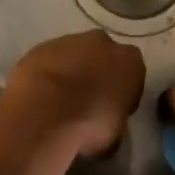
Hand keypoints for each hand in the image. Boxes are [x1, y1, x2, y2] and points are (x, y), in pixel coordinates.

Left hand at [0, 28, 146, 157]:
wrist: (45, 110)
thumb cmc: (90, 124)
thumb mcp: (116, 135)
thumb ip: (116, 120)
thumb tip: (107, 123)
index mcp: (130, 61)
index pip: (133, 74)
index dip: (124, 94)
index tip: (113, 112)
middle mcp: (103, 42)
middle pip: (104, 57)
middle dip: (98, 75)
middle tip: (87, 104)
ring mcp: (71, 40)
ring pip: (76, 55)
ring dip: (72, 73)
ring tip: (60, 104)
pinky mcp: (43, 45)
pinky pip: (51, 60)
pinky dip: (49, 74)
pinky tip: (41, 98)